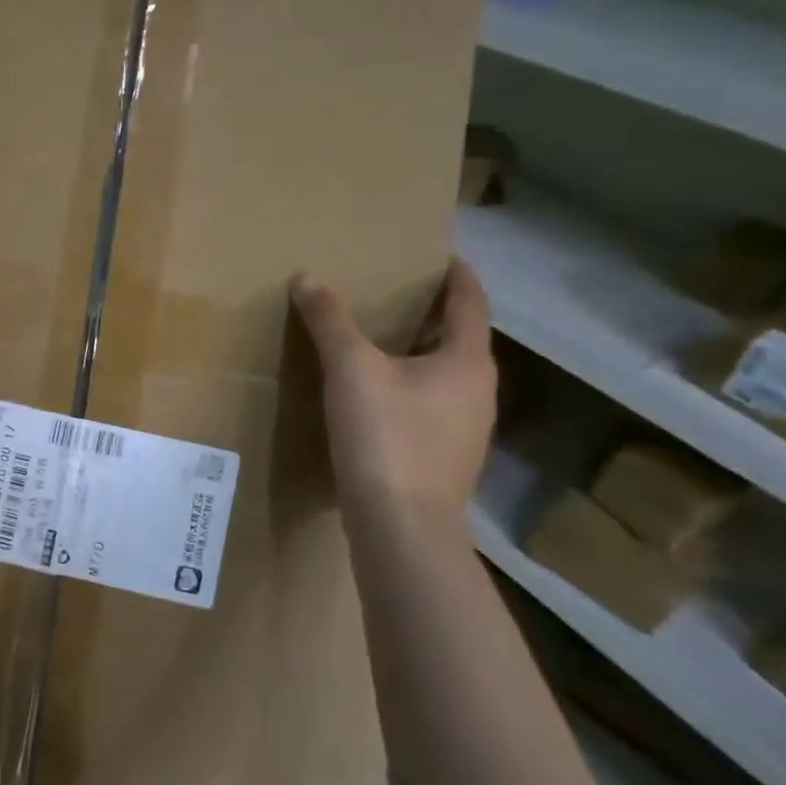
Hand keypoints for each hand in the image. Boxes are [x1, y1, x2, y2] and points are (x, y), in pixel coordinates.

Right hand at [289, 260, 495, 529]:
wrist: (401, 528)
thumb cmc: (386, 437)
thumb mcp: (350, 369)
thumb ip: (329, 321)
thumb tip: (307, 277)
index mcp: (467, 363)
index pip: (471, 304)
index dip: (458, 276)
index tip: (443, 256)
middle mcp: (478, 394)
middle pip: (461, 340)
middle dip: (435, 314)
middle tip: (400, 293)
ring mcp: (466, 432)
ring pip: (446, 377)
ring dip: (422, 353)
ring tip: (383, 340)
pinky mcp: (445, 460)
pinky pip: (432, 407)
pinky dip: (411, 387)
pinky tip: (378, 396)